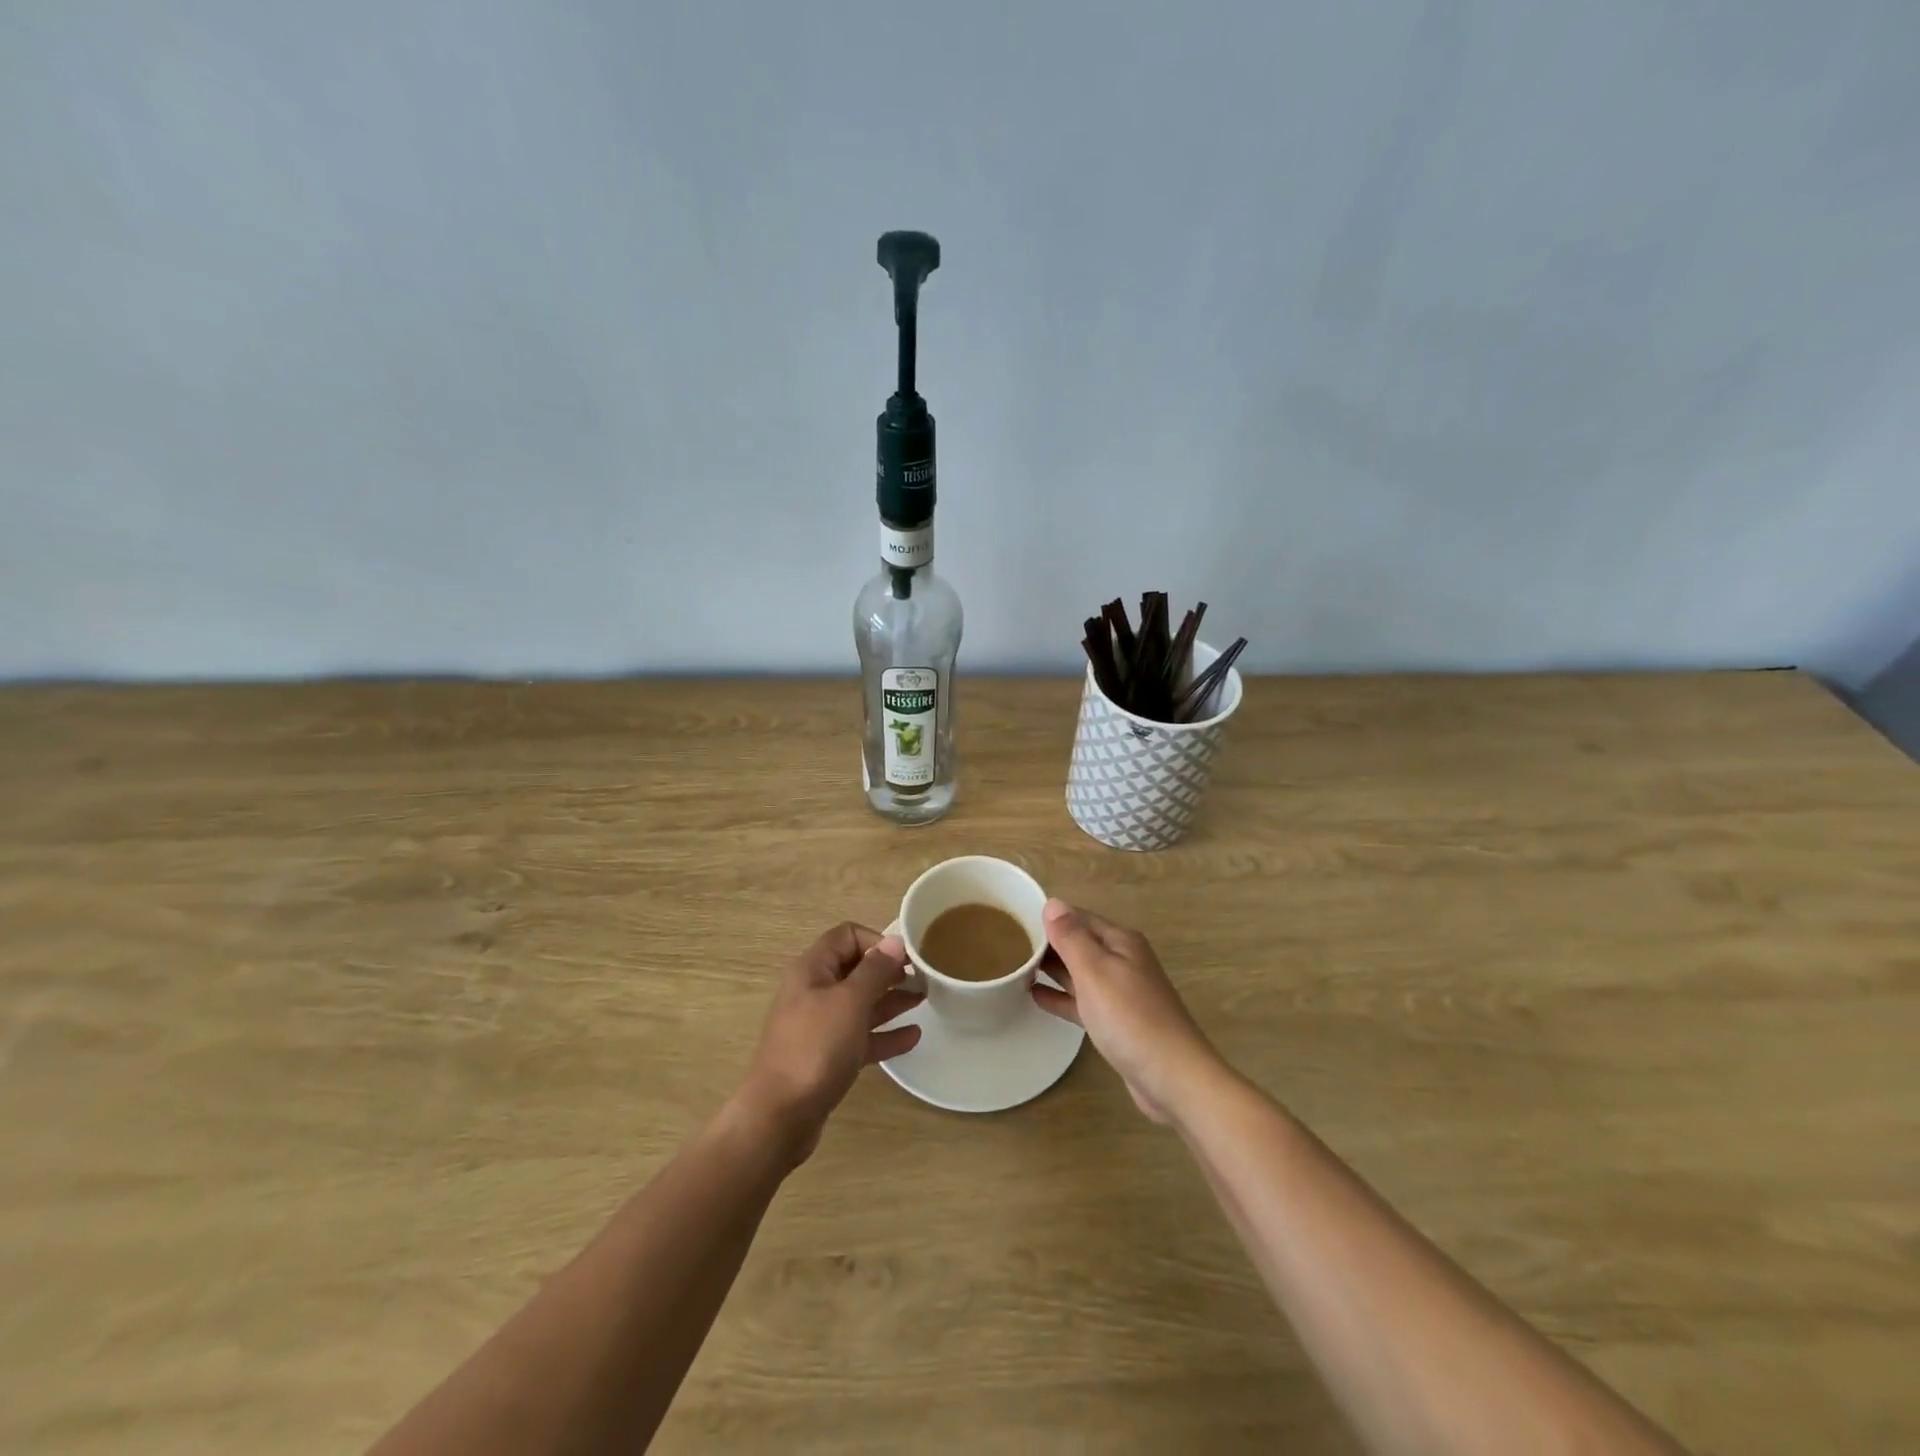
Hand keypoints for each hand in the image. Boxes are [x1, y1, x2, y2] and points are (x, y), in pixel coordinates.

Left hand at [737, 923, 922, 1162]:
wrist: (779, 1117)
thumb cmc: (815, 1048)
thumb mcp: (850, 1002)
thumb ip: (875, 970)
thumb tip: (895, 941)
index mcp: (812, 969)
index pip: (847, 936)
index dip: (878, 941)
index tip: (906, 958)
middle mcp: (814, 991)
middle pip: (856, 969)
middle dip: (889, 971)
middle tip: (923, 978)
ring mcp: (820, 1026)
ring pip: (860, 1003)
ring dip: (891, 1000)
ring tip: (924, 1000)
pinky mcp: (827, 1057)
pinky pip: (861, 1036)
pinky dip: (884, 1034)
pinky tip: (913, 1037)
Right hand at [1032, 899, 1219, 1122]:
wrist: (1172, 1077)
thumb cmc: (1130, 1018)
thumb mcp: (1095, 971)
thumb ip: (1071, 937)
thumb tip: (1052, 903)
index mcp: (1120, 942)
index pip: (1078, 917)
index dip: (1049, 917)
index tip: (1014, 920)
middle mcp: (1123, 961)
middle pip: (1079, 943)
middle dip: (1048, 942)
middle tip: (1008, 944)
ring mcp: (1121, 992)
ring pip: (1080, 972)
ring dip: (1052, 969)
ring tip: (1015, 967)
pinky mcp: (1117, 1021)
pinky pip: (1083, 1000)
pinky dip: (1062, 996)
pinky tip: (1036, 996)